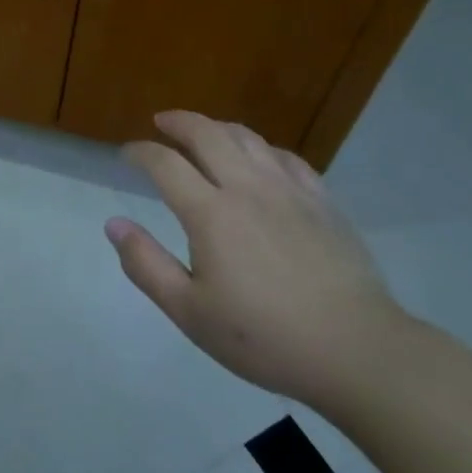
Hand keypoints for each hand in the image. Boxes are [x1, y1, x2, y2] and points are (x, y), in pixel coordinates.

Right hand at [107, 110, 404, 406]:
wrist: (357, 351)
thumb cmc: (265, 337)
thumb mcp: (190, 313)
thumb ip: (146, 264)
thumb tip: (113, 224)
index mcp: (210, 213)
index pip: (165, 163)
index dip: (140, 152)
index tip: (127, 155)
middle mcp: (247, 188)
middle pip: (206, 134)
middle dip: (178, 122)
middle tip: (162, 122)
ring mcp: (289, 191)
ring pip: (247, 138)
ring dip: (217, 127)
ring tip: (204, 132)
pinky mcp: (323, 202)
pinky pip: (286, 157)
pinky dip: (261, 147)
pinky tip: (259, 158)